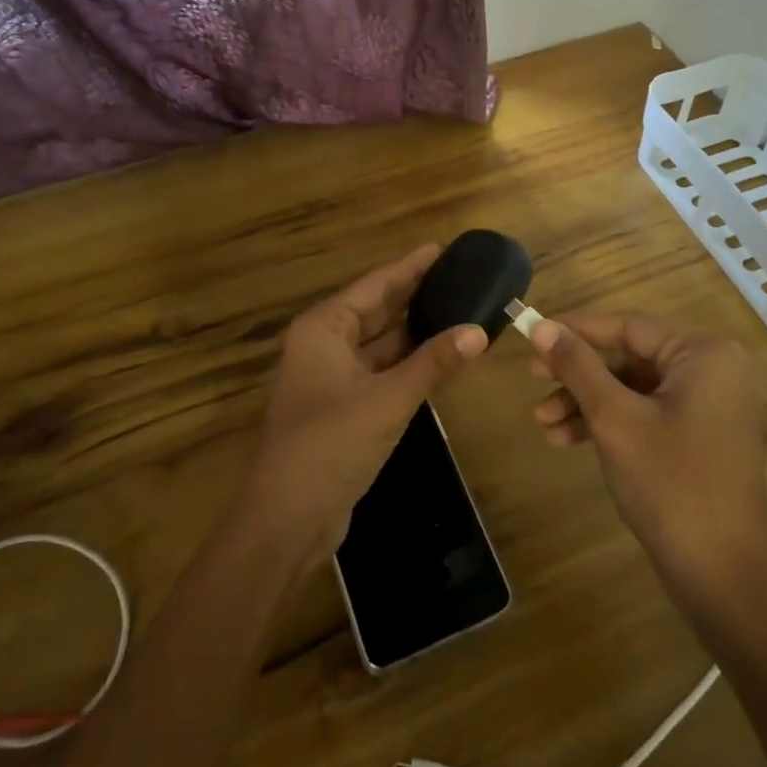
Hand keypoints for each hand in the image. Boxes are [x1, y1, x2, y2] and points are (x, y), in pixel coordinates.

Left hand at [245, 246, 487, 567]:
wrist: (288, 518)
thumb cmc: (331, 444)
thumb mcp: (388, 399)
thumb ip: (433, 363)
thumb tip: (478, 331)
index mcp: (324, 328)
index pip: (375, 285)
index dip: (410, 267)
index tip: (443, 248)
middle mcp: (324, 344)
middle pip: (377, 310)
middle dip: (416, 295)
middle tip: (461, 276)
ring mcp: (332, 376)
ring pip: (380, 342)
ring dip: (415, 330)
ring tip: (459, 309)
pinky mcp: (343, 406)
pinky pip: (381, 370)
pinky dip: (408, 362)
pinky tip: (439, 355)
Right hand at [528, 313, 766, 582]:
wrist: (722, 578)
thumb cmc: (670, 485)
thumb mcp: (614, 419)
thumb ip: (578, 366)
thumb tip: (541, 327)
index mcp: (705, 354)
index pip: (629, 326)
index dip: (576, 331)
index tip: (532, 337)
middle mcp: (713, 369)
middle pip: (630, 357)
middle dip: (578, 375)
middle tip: (532, 379)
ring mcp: (709, 405)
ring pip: (633, 388)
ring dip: (587, 403)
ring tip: (542, 422)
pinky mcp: (700, 435)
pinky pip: (646, 412)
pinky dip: (609, 422)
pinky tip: (566, 439)